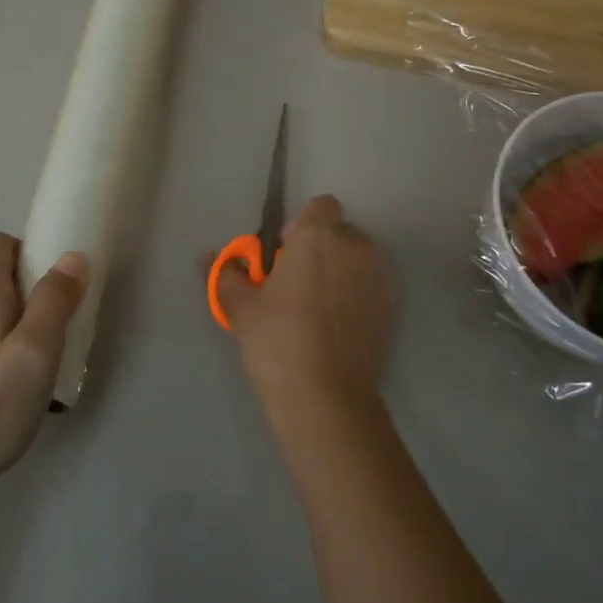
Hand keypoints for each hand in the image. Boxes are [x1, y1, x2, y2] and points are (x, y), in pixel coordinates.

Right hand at [216, 195, 394, 420]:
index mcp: (319, 237)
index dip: (303, 225)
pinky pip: (371, 287)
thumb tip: (209, 257)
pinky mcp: (392, 309)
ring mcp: (380, 279)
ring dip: (341, 272)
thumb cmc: (277, 341)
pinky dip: (357, 297)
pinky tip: (336, 329)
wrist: (326, 398)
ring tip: (316, 309)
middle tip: (296, 285)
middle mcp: (357, 248)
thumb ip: (227, 275)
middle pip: (340, 233)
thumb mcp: (242, 308)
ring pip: (358, 260)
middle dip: (321, 250)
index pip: (321, 205)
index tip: (285, 255)